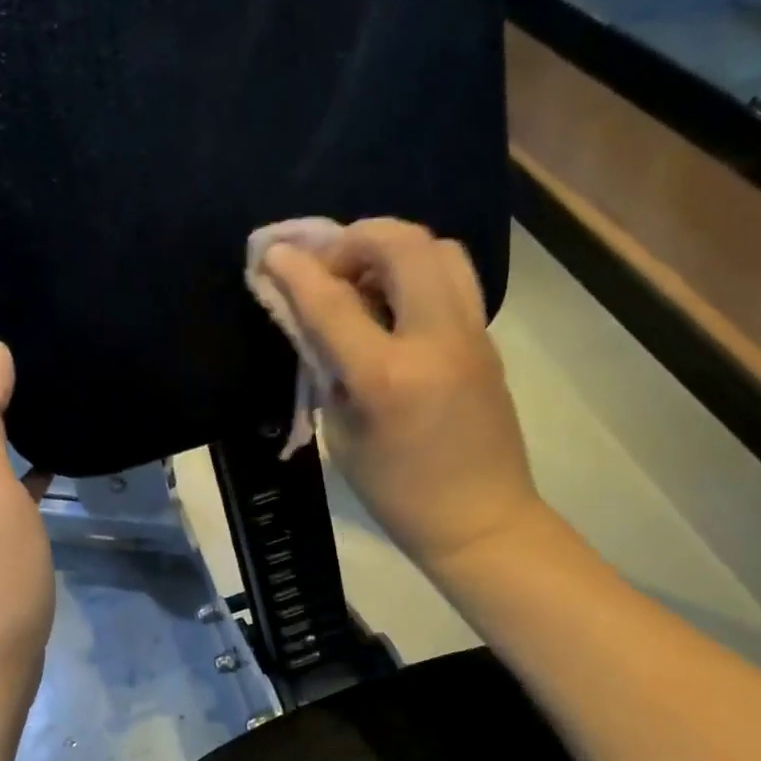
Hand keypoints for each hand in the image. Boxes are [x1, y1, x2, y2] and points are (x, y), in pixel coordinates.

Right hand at [261, 219, 544, 576]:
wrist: (480, 521)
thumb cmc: (398, 495)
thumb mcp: (344, 437)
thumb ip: (327, 372)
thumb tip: (312, 324)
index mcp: (388, 377)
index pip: (333, 302)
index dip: (296, 270)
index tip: (272, 252)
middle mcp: (436, 341)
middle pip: (402, 244)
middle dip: (355, 239)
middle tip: (330, 267)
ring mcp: (471, 336)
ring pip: (440, 249)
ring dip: (395, 248)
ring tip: (367, 279)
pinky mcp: (488, 342)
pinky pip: (454, 281)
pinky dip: (418, 274)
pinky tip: (396, 308)